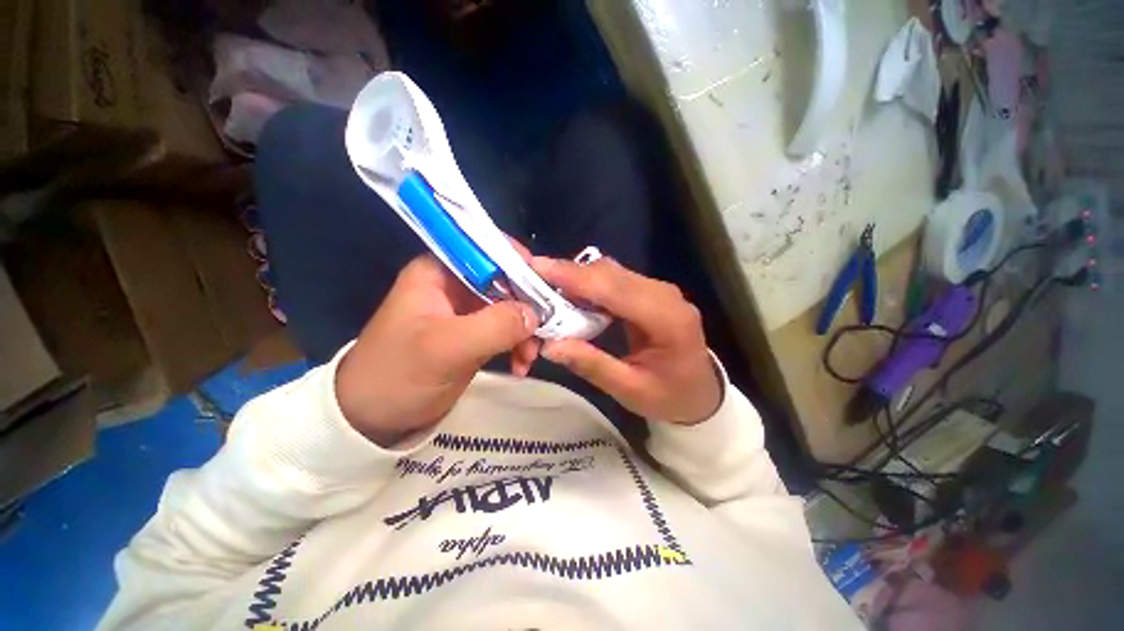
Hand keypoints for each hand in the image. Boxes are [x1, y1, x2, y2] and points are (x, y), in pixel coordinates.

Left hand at [336, 256, 538, 445]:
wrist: (374, 418)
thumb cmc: (399, 374)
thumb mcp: (446, 348)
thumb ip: (494, 325)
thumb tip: (536, 313)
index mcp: (440, 272)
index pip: (486, 250)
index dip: (518, 262)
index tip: (544, 285)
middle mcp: (456, 285)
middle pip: (505, 281)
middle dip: (527, 306)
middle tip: (542, 332)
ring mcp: (468, 312)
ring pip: (511, 308)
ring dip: (526, 331)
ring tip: (528, 358)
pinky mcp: (475, 335)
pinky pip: (507, 331)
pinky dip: (518, 345)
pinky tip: (520, 365)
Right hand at [532, 257, 721, 424]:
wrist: (701, 394)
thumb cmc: (670, 397)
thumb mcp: (630, 390)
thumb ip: (592, 365)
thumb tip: (550, 345)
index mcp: (666, 319)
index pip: (614, 288)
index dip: (575, 277)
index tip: (538, 268)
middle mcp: (665, 295)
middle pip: (611, 273)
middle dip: (570, 273)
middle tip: (533, 278)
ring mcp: (659, 291)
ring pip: (612, 272)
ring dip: (578, 277)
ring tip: (547, 287)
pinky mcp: (651, 293)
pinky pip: (615, 280)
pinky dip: (590, 285)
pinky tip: (571, 295)